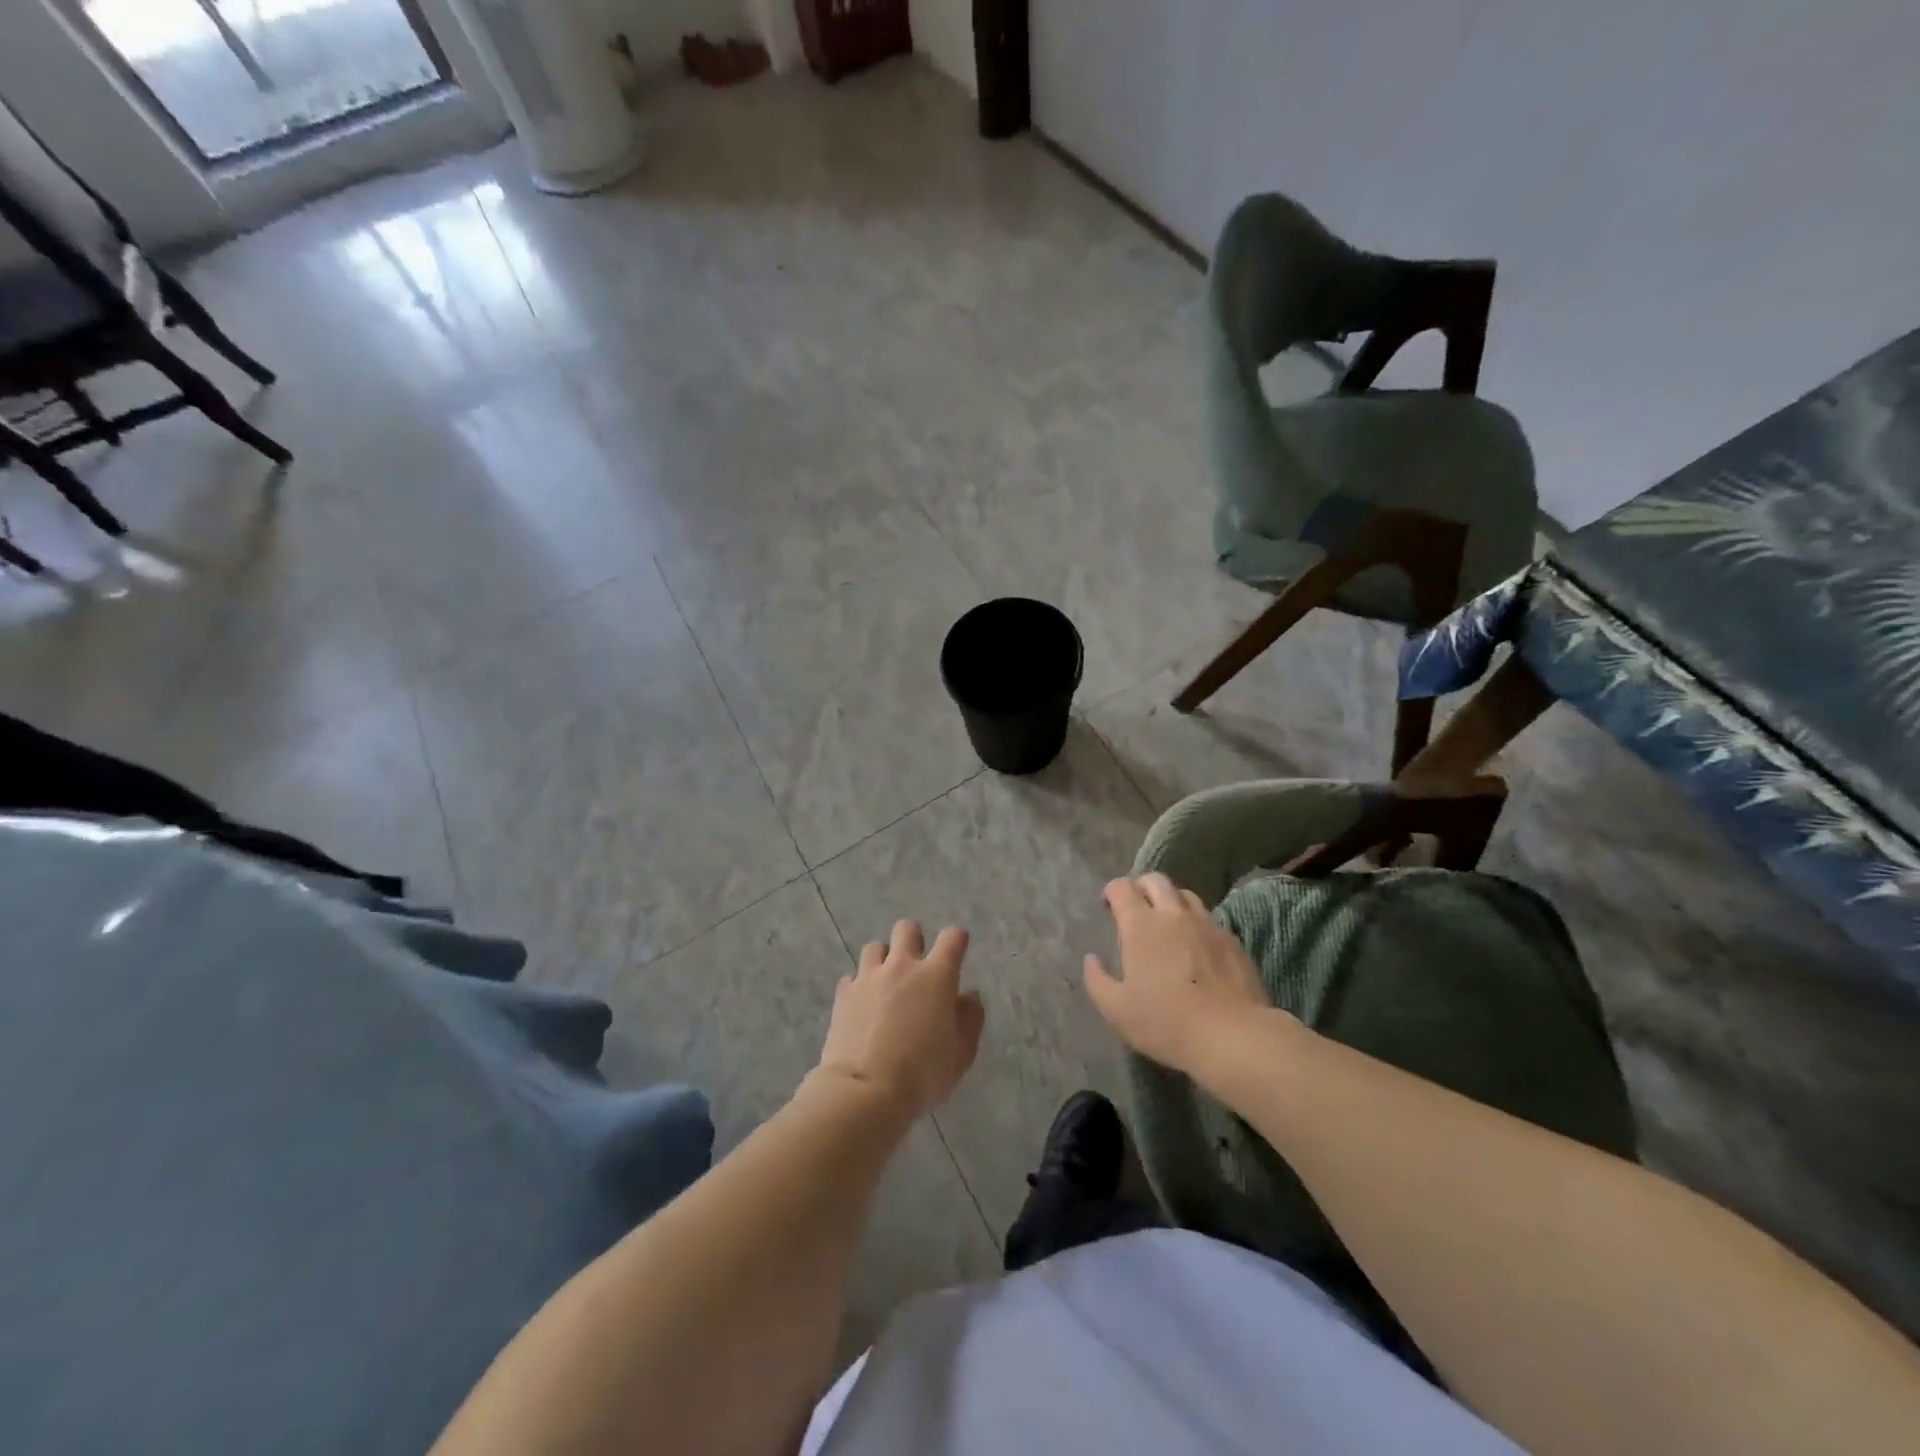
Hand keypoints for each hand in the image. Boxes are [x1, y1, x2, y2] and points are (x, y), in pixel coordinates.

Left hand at [816, 920, 983, 1120]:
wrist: (865, 1092)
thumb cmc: (922, 1075)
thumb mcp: (961, 1054)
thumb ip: (970, 1018)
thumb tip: (969, 996)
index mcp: (936, 976)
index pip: (952, 938)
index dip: (957, 940)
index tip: (958, 950)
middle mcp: (902, 966)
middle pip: (907, 929)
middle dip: (914, 940)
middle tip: (917, 967)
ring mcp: (869, 977)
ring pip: (875, 947)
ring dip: (884, 960)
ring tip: (886, 984)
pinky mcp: (844, 993)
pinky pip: (853, 976)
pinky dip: (860, 985)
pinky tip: (863, 1005)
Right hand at [1083, 873, 1273, 1075]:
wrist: (1232, 1035)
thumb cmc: (1166, 1021)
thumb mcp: (1117, 1010)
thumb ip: (1097, 980)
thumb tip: (1091, 959)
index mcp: (1141, 924)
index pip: (1122, 887)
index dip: (1112, 892)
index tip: (1108, 908)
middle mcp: (1173, 914)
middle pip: (1156, 880)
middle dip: (1141, 887)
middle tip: (1136, 910)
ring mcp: (1207, 924)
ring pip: (1186, 895)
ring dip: (1171, 902)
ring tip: (1168, 924)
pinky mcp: (1232, 940)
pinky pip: (1210, 920)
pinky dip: (1197, 925)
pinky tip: (1197, 948)